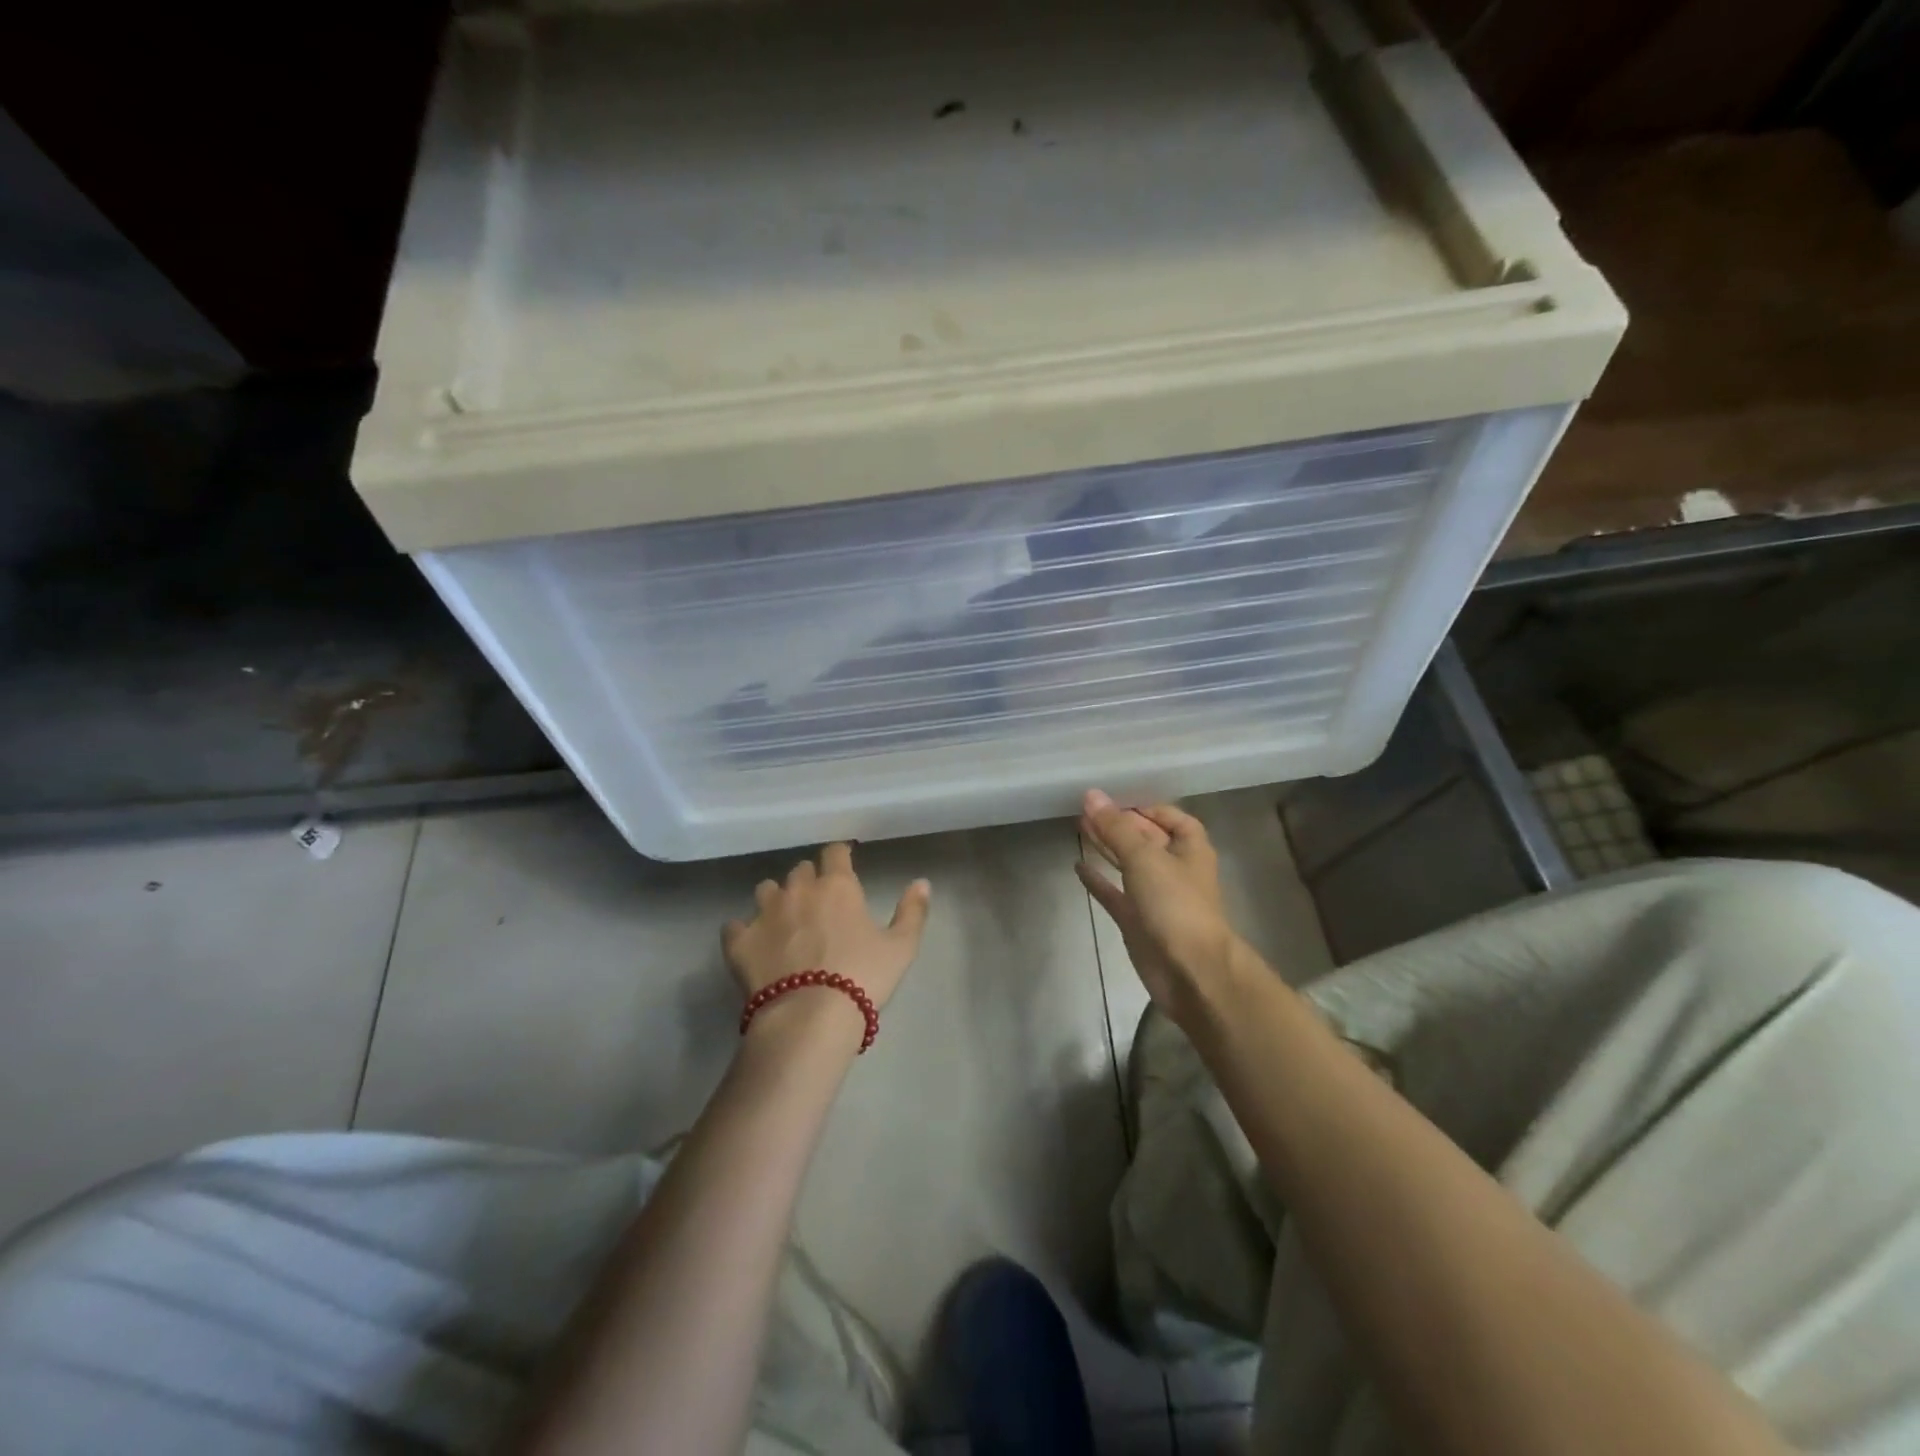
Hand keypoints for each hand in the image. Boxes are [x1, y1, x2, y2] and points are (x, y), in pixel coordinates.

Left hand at [723, 843, 931, 1029]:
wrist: (809, 1018)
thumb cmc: (862, 978)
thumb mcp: (901, 947)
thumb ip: (912, 911)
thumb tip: (922, 882)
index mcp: (837, 886)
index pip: (835, 852)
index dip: (839, 855)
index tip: (843, 863)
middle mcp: (798, 889)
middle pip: (800, 869)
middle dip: (809, 879)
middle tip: (818, 901)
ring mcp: (764, 913)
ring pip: (765, 889)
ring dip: (775, 898)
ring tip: (783, 919)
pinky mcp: (739, 942)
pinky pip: (734, 926)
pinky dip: (742, 931)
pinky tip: (750, 943)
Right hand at [1076, 789, 1240, 1021]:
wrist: (1190, 971)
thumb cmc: (1175, 905)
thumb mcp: (1145, 857)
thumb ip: (1116, 828)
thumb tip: (1091, 795)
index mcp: (1189, 849)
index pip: (1171, 818)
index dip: (1146, 807)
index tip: (1115, 799)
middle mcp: (1174, 869)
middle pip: (1146, 839)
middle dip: (1119, 824)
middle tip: (1085, 808)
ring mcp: (1155, 897)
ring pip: (1128, 864)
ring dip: (1106, 846)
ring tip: (1078, 826)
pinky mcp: (1137, 921)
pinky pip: (1115, 893)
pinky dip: (1098, 880)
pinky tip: (1077, 866)